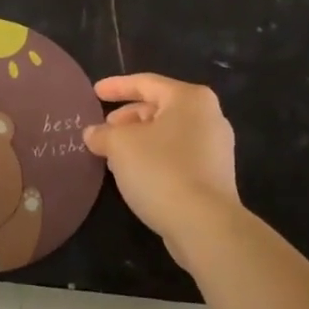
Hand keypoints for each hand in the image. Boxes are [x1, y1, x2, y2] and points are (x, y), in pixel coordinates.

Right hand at [83, 74, 240, 264]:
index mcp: (190, 99)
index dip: (116, 87)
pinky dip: (154, 157)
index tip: (94, 93)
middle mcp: (209, 117)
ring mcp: (216, 148)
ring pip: (168, 133)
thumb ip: (103, 134)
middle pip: (160, 108)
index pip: (146, 83)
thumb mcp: (120, 146)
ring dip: (140, 139)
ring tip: (114, 152)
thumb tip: (93, 134)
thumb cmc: (160, 170)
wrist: (204, 224)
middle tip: (105, 128)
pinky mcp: (214, 176)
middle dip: (128, 116)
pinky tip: (135, 173)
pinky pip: (178, 155)